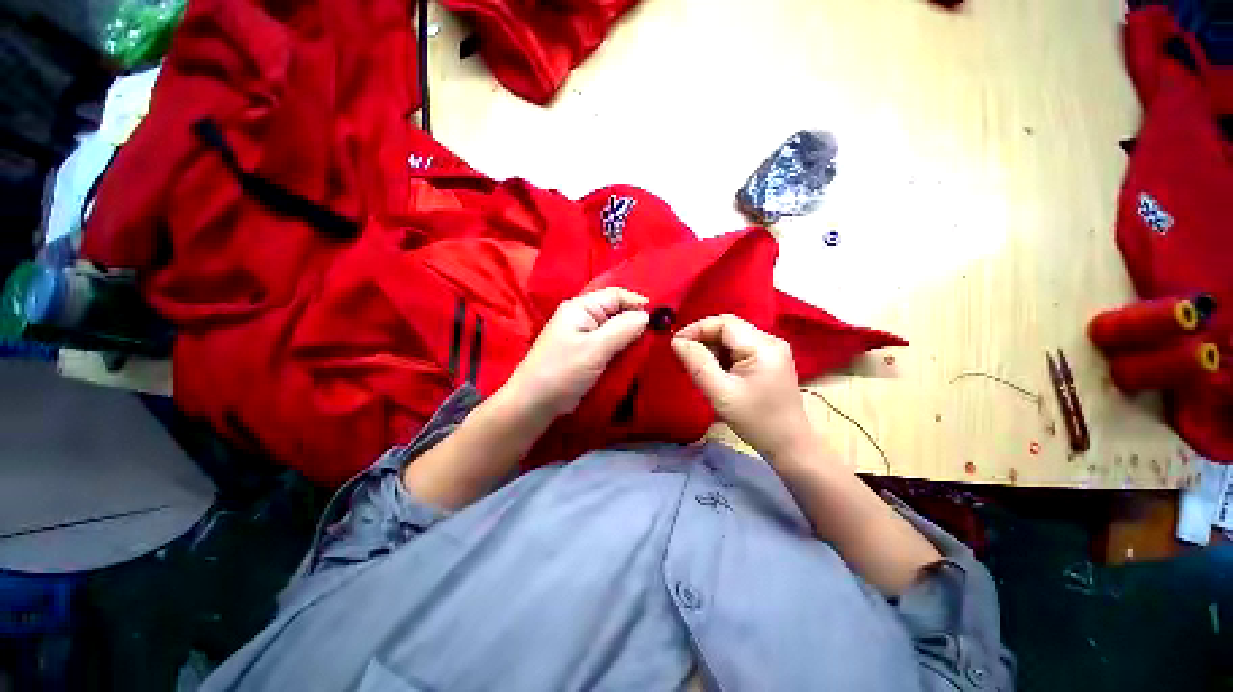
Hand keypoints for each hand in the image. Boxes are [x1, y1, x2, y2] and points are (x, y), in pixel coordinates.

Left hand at [505, 287, 649, 418]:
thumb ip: (623, 329)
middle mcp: (582, 316)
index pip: (616, 295)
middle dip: (635, 322)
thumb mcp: (596, 348)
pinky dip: (621, 348)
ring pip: (614, 329)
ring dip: (629, 337)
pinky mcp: (584, 352)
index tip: (659, 319)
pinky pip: (608, 344)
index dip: (637, 304)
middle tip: (656, 336)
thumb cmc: (563, 371)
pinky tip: (632, 356)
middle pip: (616, 311)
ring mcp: (582, 335)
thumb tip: (646, 315)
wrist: (535, 403)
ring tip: (647, 347)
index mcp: (581, 307)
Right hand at [671, 314, 814, 459]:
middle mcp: (770, 340)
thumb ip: (697, 364)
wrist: (789, 445)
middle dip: (703, 339)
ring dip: (712, 349)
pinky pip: (739, 348)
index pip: (724, 323)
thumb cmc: (755, 421)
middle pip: (728, 328)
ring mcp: (772, 349)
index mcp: (763, 346)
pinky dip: (722, 356)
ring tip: (699, 368)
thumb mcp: (721, 394)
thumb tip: (677, 341)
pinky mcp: (769, 359)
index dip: (697, 329)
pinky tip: (715, 373)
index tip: (676, 345)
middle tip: (685, 358)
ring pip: (732, 338)